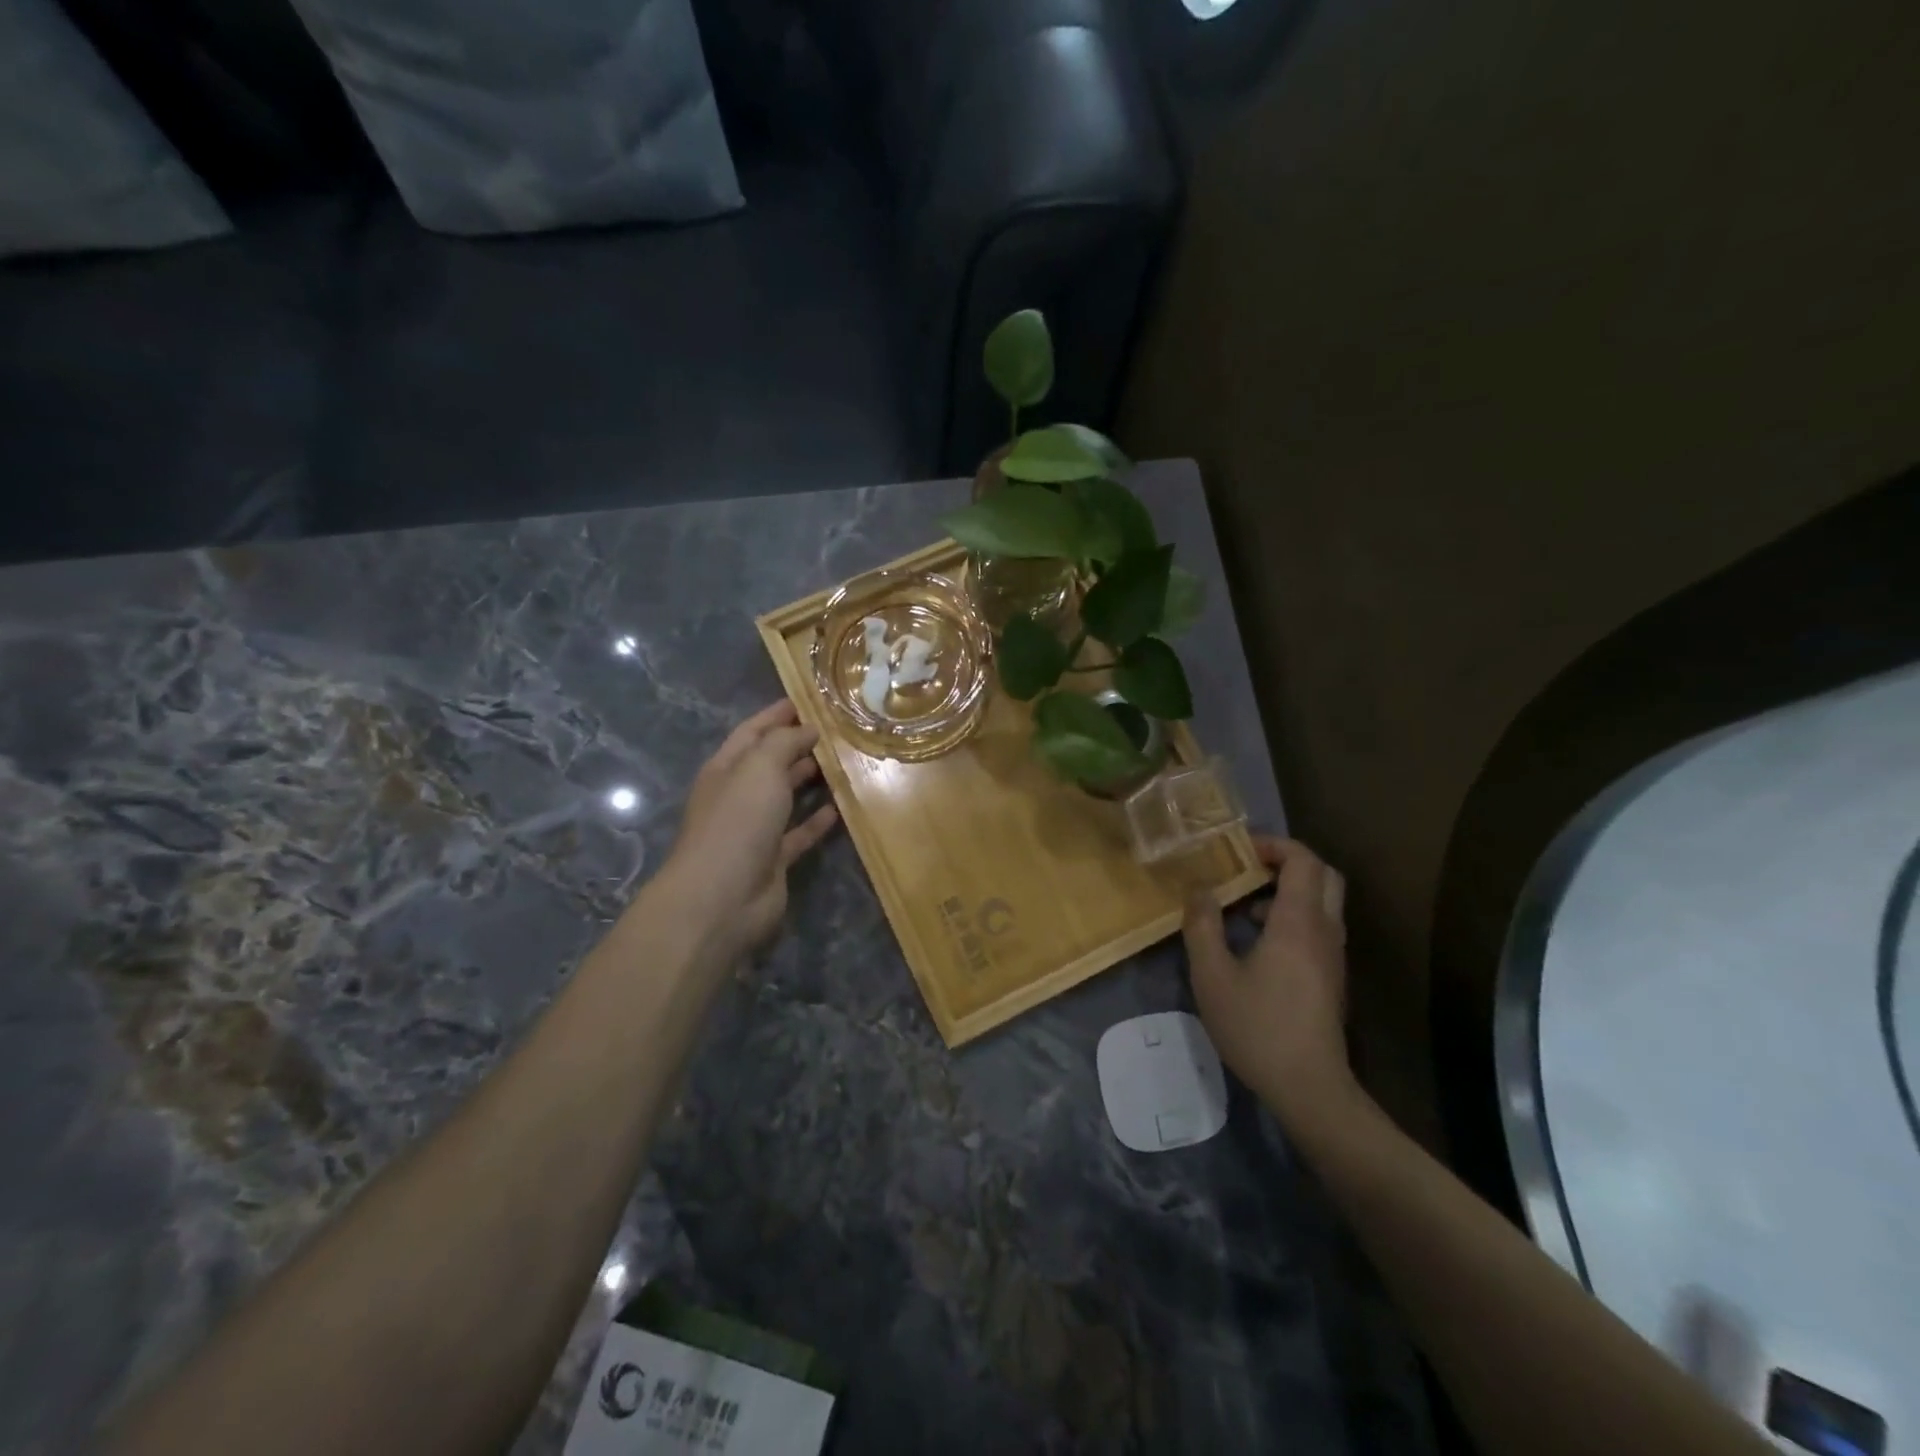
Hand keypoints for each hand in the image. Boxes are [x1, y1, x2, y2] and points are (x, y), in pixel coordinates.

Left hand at [658, 700, 838, 959]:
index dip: (777, 715)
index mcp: (726, 768)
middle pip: (770, 762)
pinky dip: (817, 820)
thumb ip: (784, 742)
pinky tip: (840, 808)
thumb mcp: (760, 767)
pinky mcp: (774, 858)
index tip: (809, 699)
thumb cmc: (738, 821)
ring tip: (843, 762)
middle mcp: (738, 795)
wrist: (723, 896)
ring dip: (810, 779)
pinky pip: (799, 833)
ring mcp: (755, 828)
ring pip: (786, 796)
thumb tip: (807, 728)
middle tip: (836, 730)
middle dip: (798, 744)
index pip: (752, 731)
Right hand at [1182, 836, 1356, 1126]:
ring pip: (1323, 902)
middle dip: (1287, 862)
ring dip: (1288, 891)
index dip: (1274, 844)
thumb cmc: (1258, 1027)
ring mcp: (1333, 955)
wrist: (1310, 1088)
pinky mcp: (1331, 977)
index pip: (1304, 860)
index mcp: (1299, 923)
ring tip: (1244, 906)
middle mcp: (1325, 931)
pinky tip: (1257, 943)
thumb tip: (1199, 889)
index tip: (1238, 850)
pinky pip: (1318, 927)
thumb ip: (1202, 926)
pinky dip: (1292, 917)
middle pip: (1324, 875)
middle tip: (1249, 867)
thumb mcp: (1212, 976)